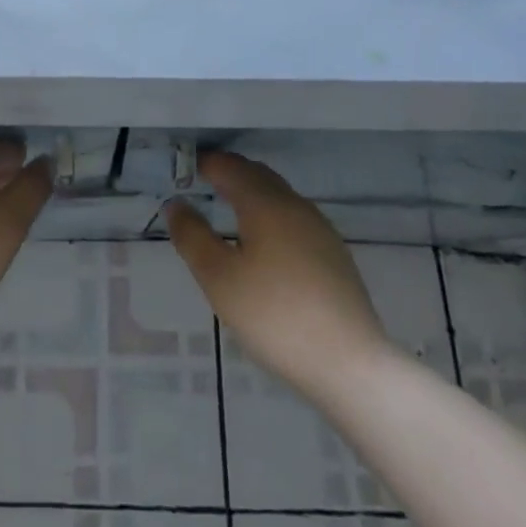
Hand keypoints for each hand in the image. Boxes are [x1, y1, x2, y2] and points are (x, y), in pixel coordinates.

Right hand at [164, 151, 393, 401]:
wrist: (349, 363)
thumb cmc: (274, 316)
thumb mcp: (219, 278)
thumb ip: (193, 236)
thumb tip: (176, 204)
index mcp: (265, 203)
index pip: (230, 167)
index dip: (205, 163)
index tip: (184, 168)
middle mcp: (295, 205)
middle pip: (257, 175)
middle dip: (230, 173)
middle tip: (203, 182)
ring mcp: (320, 229)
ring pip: (279, 196)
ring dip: (252, 193)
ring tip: (230, 209)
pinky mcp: (334, 255)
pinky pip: (294, 219)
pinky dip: (271, 215)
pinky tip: (265, 244)